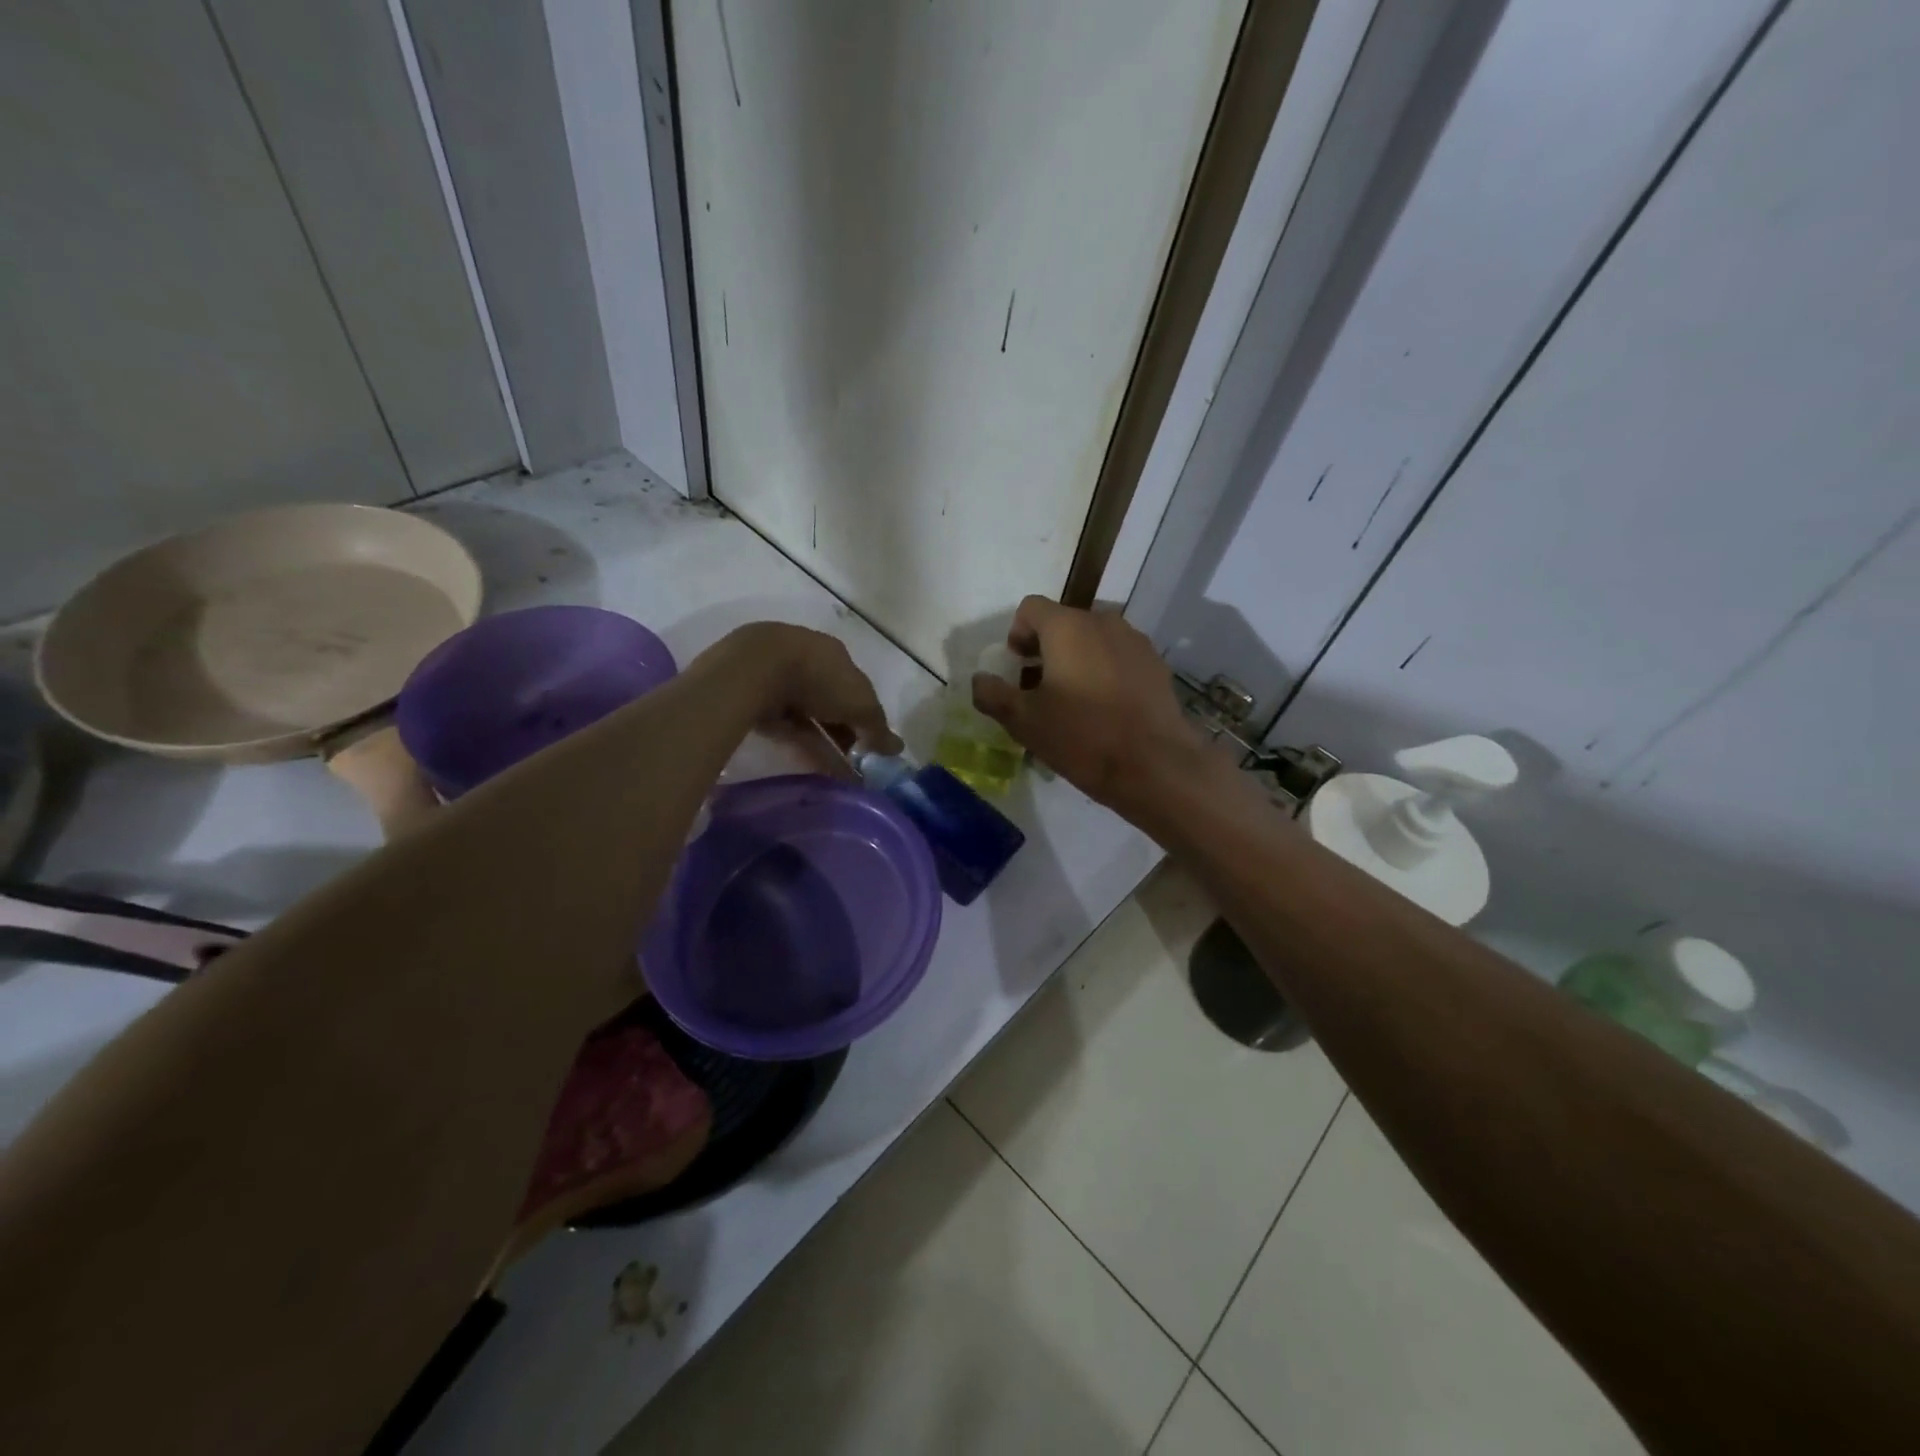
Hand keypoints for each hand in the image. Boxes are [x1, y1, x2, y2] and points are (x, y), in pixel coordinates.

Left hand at [714, 622, 902, 755]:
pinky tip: (815, 770)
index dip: (866, 716)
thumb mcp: (860, 704)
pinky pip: (787, 729)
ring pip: (808, 718)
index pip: (856, 687)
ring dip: (826, 745)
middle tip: (857, 763)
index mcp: (834, 655)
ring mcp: (778, 681)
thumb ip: (878, 728)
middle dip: (845, 732)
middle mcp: (807, 663)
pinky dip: (803, 747)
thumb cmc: (819, 678)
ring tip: (840, 776)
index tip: (872, 744)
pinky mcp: (756, 702)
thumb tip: (898, 749)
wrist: (754, 670)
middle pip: (831, 703)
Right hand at [971, 596, 1206, 819]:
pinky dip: (1104, 671)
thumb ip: (992, 694)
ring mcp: (1135, 641)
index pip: (1030, 608)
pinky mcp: (1156, 665)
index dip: (1016, 634)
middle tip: (1039, 689)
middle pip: (1063, 622)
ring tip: (1073, 701)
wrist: (1154, 765)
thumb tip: (979, 680)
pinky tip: (1105, 709)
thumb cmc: (1081, 737)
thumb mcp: (1024, 721)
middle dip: (1046, 649)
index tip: (1016, 667)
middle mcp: (1103, 622)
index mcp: (1067, 627)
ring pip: (1093, 640)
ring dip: (1076, 660)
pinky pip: (1119, 657)